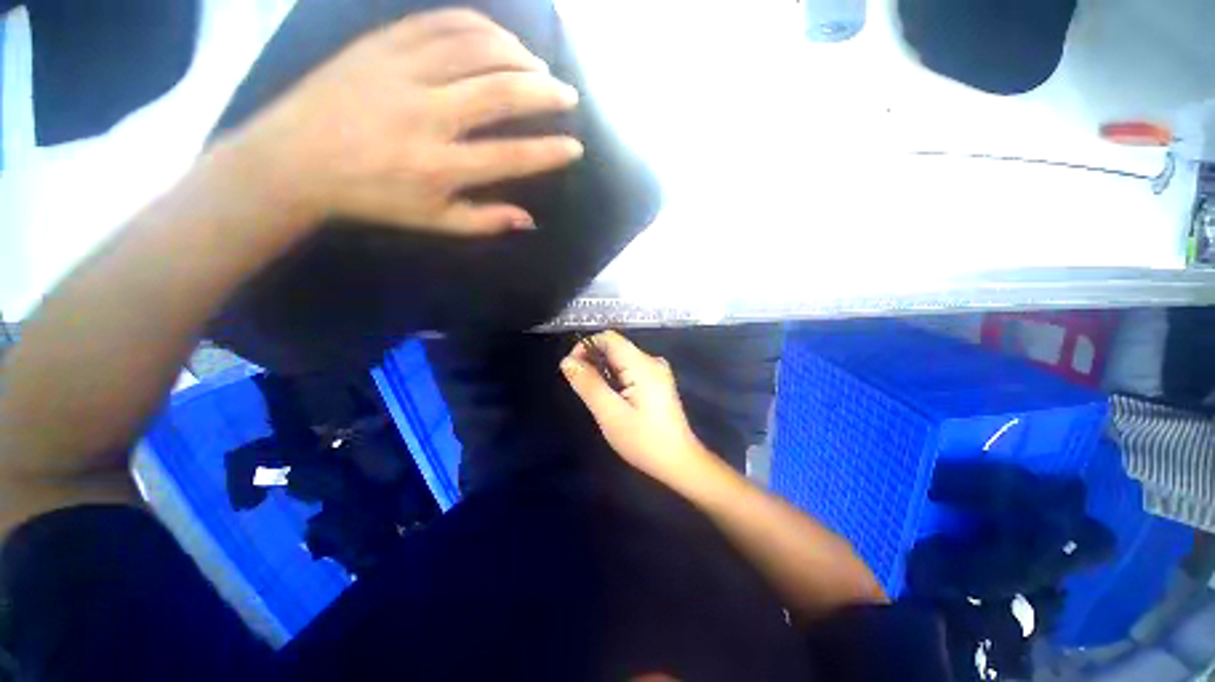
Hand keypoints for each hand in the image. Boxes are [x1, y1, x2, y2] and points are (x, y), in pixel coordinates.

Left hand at [225, 9, 583, 235]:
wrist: (294, 159)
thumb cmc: (372, 197)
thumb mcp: (432, 222)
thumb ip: (484, 221)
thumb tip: (529, 220)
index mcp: (439, 167)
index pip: (510, 157)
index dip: (548, 152)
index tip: (574, 147)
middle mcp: (425, 116)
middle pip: (499, 94)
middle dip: (543, 93)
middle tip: (567, 95)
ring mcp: (400, 73)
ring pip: (473, 49)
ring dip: (516, 54)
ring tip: (538, 64)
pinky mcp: (380, 45)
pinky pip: (437, 23)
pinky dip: (477, 24)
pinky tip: (498, 35)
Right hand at [561, 331, 710, 484]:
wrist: (678, 462)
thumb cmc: (644, 440)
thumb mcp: (610, 414)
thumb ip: (588, 384)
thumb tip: (567, 360)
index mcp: (642, 364)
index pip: (609, 338)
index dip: (586, 346)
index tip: (572, 369)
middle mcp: (651, 361)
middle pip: (615, 347)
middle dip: (593, 361)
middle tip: (582, 388)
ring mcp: (657, 371)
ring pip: (621, 359)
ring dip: (603, 371)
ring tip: (596, 396)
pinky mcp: (657, 382)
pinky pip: (629, 370)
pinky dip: (615, 378)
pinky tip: (612, 398)